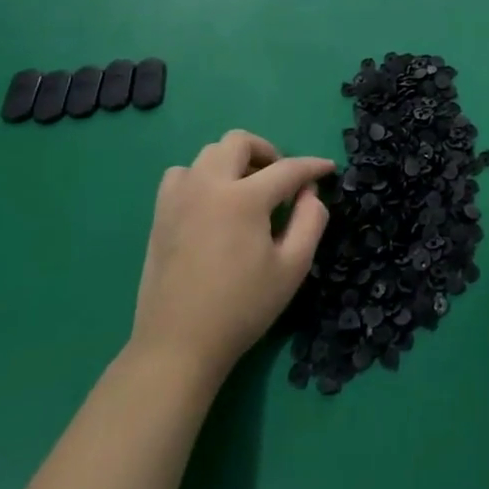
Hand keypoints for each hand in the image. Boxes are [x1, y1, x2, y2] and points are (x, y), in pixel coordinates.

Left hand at [129, 130, 333, 383]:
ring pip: (209, 154)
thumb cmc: (242, 308)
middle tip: (281, 179)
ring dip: (234, 162)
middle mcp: (209, 185)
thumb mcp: (292, 268)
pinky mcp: (160, 214)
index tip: (328, 168)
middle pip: (239, 142)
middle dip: (268, 152)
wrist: (178, 346)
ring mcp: (179, 197)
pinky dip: (202, 177)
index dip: (312, 167)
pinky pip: (182, 175)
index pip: (287, 169)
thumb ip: (310, 222)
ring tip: (247, 190)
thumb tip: (311, 193)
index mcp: (244, 199)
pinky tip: (212, 203)